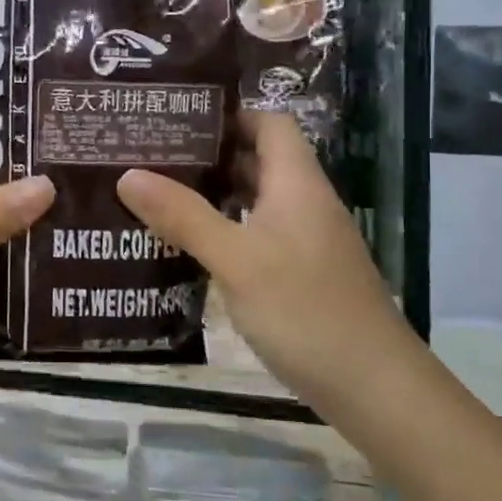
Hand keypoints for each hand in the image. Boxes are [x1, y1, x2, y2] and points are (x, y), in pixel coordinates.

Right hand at [116, 111, 411, 400]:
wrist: (373, 386)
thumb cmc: (305, 310)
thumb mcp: (237, 260)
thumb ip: (184, 216)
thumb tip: (128, 174)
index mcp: (297, 184)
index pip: (269, 123)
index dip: (228, 114)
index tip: (176, 118)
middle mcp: (304, 203)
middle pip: (259, 160)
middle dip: (209, 154)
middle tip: (151, 155)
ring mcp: (306, 241)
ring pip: (256, 201)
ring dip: (214, 195)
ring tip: (158, 194)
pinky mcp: (301, 274)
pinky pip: (257, 235)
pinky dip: (225, 231)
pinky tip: (189, 247)